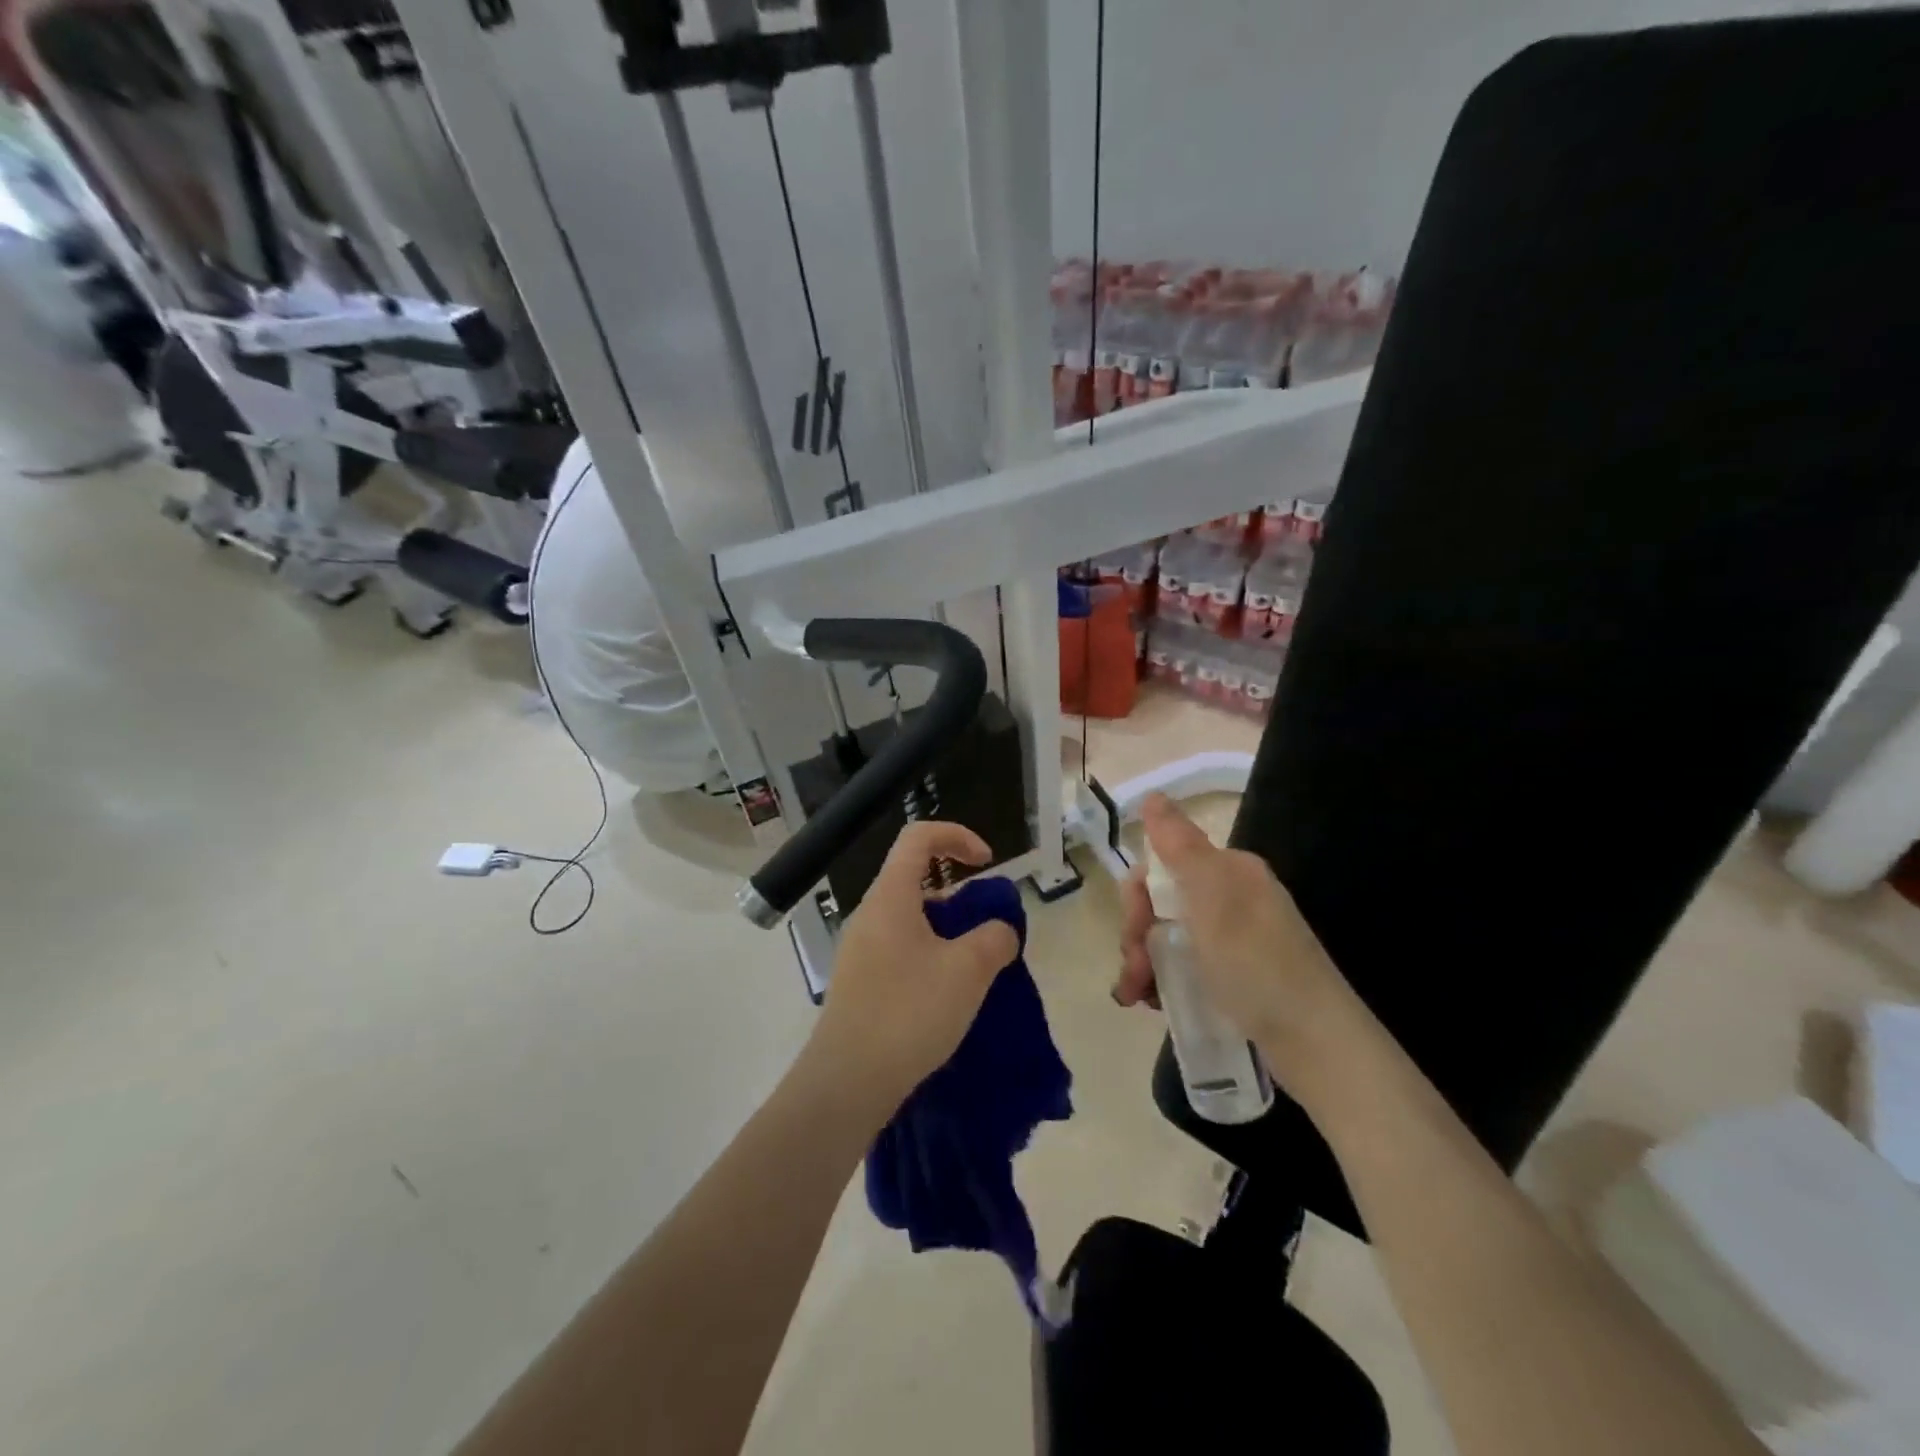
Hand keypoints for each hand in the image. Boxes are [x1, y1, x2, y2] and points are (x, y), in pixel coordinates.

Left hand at [811, 821, 1020, 1106]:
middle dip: (958, 893)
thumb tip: (1000, 930)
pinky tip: (947, 995)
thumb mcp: (968, 971)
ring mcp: (860, 949)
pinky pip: (900, 949)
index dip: (957, 835)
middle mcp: (870, 914)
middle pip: (915, 878)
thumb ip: (994, 938)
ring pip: (910, 918)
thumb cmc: (909, 1012)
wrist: (847, 1082)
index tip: (987, 863)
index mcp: (890, 897)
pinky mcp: (860, 981)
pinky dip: (930, 955)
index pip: (918, 837)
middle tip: (986, 928)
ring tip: (974, 968)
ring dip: (947, 930)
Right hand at [1114, 794, 1364, 1096]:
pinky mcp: (1236, 977)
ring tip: (1137, 998)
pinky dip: (1162, 981)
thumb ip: (1179, 845)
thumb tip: (1154, 796)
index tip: (1134, 931)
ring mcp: (1234, 940)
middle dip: (1138, 935)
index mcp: (1229, 872)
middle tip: (1135, 974)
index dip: (1138, 897)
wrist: (1316, 1045)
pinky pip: (1185, 966)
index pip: (1163, 866)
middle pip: (1162, 903)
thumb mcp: (1212, 898)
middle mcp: (1232, 899)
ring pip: (1168, 938)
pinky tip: (1153, 1004)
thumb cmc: (1257, 965)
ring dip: (1143, 963)